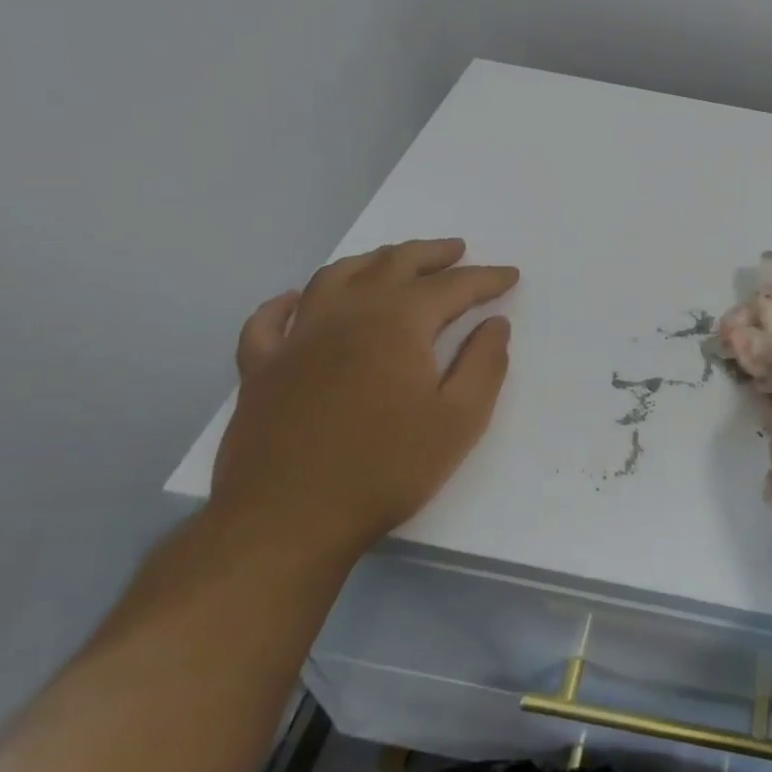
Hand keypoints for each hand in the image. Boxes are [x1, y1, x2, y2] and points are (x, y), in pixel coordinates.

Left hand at [208, 239, 518, 562]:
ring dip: (371, 261)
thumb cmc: (386, 468)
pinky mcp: (261, 369)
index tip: (510, 275)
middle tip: (456, 251)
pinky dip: (287, 302)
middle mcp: (346, 314)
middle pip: (393, 264)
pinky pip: (269, 321)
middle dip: (431, 254)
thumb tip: (495, 325)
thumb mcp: (459, 420)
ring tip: (393, 261)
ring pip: (335, 277)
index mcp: (398, 323)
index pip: (452, 286)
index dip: (485, 279)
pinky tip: (298, 299)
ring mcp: (296, 338)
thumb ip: (484, 365)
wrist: (287, 521)